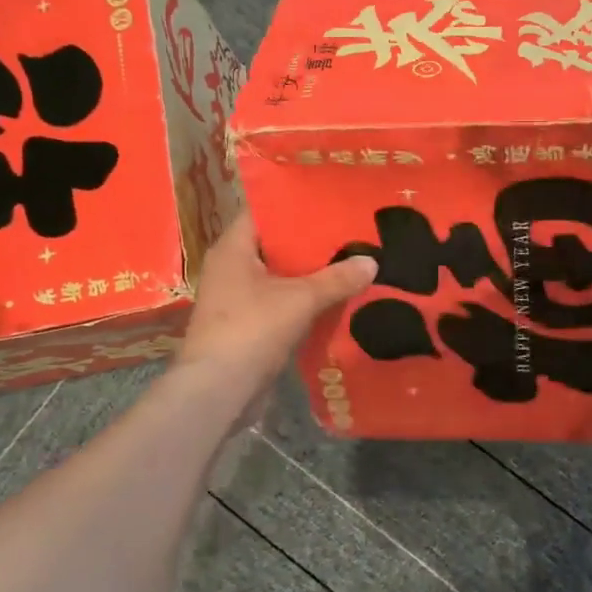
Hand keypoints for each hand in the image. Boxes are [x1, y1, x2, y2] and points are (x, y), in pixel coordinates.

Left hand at [177, 210, 377, 388]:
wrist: (219, 390)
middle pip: (275, 245)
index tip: (329, 201)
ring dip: (309, 274)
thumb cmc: (253, 329)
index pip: (263, 211)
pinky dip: (303, 301)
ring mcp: (236, 298)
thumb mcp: (301, 299)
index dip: (295, 204)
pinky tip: (334, 300)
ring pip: (279, 276)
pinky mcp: (246, 325)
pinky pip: (280, 302)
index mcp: (233, 248)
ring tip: (349, 263)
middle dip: (310, 242)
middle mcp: (230, 268)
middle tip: (348, 232)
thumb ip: (337, 278)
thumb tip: (372, 261)